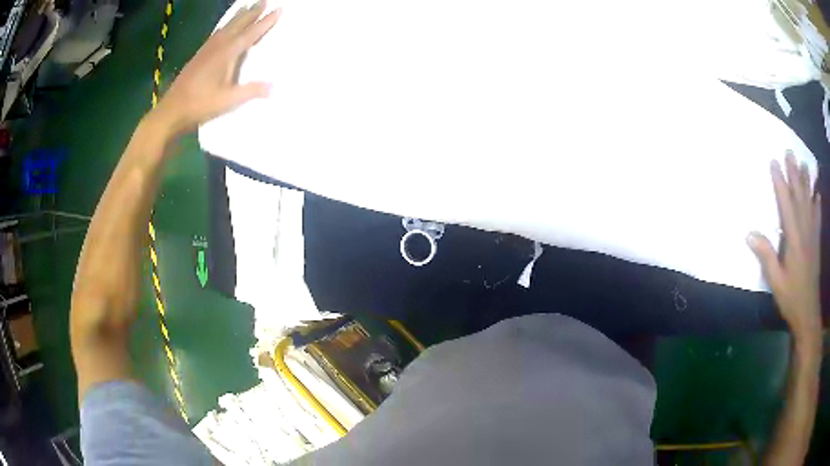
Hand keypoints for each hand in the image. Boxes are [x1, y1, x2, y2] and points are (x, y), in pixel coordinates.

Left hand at [152, 0, 280, 135]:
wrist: (172, 110)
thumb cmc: (200, 105)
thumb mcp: (228, 100)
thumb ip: (251, 91)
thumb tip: (275, 87)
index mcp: (227, 54)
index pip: (250, 33)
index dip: (265, 22)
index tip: (278, 9)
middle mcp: (218, 46)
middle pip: (238, 24)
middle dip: (252, 12)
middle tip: (264, 0)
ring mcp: (206, 50)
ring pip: (226, 27)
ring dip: (238, 16)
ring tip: (246, 6)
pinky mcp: (199, 56)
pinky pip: (216, 34)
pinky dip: (224, 26)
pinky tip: (224, 27)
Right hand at [748, 153, 821, 342]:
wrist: (808, 313)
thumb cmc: (791, 298)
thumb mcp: (776, 283)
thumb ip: (766, 257)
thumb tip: (750, 233)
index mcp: (794, 241)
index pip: (786, 206)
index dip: (780, 183)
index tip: (774, 162)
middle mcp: (805, 232)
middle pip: (800, 198)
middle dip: (794, 174)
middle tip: (790, 152)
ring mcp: (812, 236)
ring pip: (810, 203)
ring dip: (807, 182)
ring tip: (804, 163)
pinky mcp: (816, 243)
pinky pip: (817, 217)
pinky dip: (817, 203)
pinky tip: (817, 192)